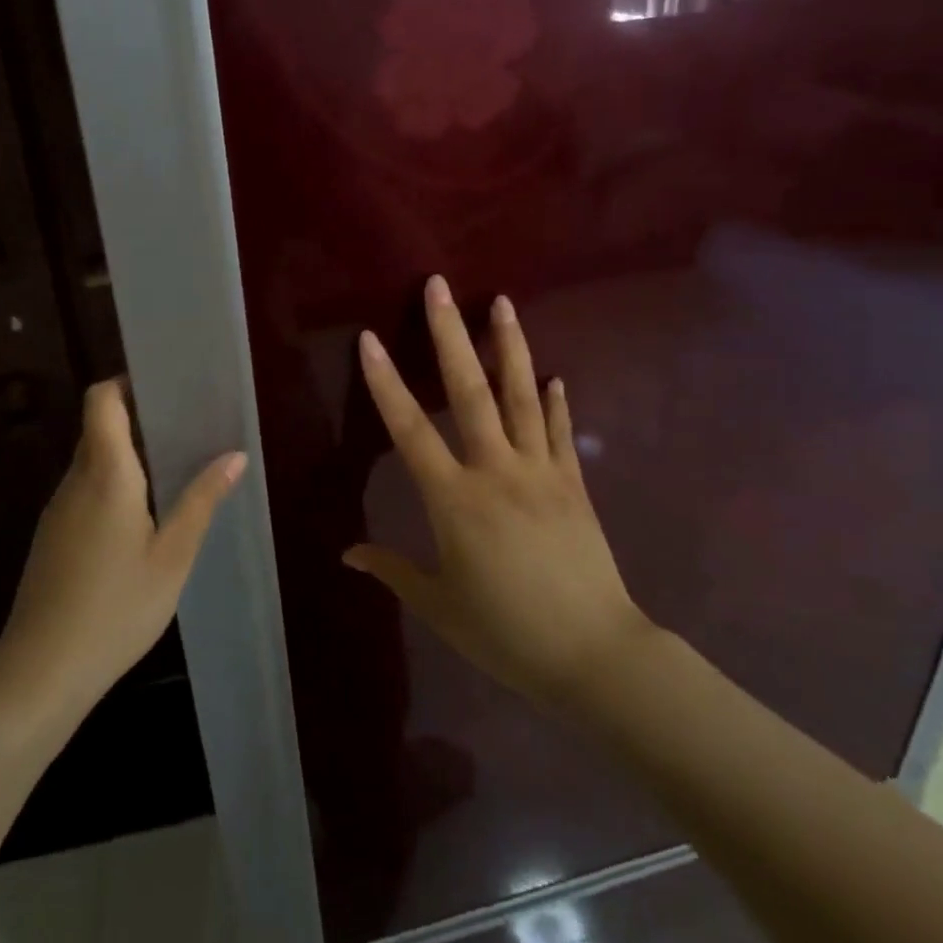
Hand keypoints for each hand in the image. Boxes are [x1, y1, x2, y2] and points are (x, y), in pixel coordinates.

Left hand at [0, 379, 245, 709]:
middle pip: (99, 426)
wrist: (42, 671)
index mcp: (105, 473)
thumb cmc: (117, 608)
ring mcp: (59, 508)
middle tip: (185, 427)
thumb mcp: (173, 556)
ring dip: (128, 454)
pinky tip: (143, 515)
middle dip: (138, 418)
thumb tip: (235, 455)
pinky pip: (85, 488)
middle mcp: (75, 480)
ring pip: (92, 459)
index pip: (101, 400)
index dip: (126, 383)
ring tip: (174, 468)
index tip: (164, 387)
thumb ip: (202, 500)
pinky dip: (114, 483)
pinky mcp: (53, 534)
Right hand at [345, 275, 650, 711]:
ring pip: (522, 397)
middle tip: (440, 286)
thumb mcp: (439, 606)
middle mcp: (497, 471)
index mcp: (455, 500)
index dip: (386, 383)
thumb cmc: (507, 633)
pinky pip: (562, 433)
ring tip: (502, 302)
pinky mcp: (574, 484)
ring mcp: (541, 472)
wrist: (595, 656)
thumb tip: (347, 552)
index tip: (370, 339)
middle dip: (450, 334)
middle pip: (470, 391)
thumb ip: (392, 570)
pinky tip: (556, 374)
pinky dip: (558, 402)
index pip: (411, 430)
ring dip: (509, 346)